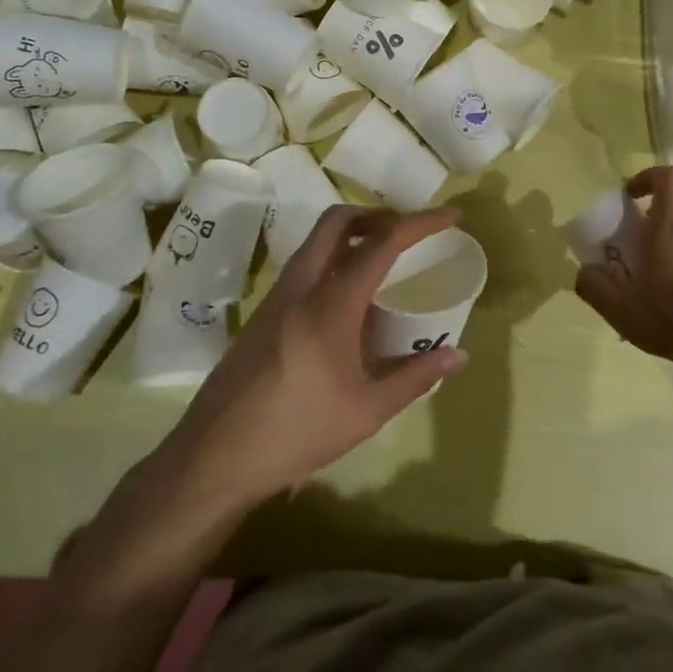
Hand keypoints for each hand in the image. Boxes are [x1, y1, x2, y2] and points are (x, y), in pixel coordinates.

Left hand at [158, 204, 467, 508]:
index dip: (420, 223)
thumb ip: (415, 377)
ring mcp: (277, 296)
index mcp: (331, 304)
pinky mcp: (263, 312)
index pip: (382, 244)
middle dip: (378, 214)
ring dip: (353, 234)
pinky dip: (333, 258)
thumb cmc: (296, 433)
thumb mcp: (366, 412)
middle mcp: (301, 286)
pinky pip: (305, 265)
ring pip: (317, 240)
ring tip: (384, 260)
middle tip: (408, 231)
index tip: (450, 216)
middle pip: (338, 222)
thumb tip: (459, 356)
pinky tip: (349, 299)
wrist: (214, 457)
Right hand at [574, 166, 672, 382]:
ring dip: (668, 238)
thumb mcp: (624, 312)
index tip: (628, 197)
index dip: (647, 177)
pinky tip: (671, 301)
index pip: (669, 178)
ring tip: (648, 276)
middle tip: (635, 233)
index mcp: (670, 231)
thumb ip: (596, 288)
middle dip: (656, 207)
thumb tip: (586, 269)